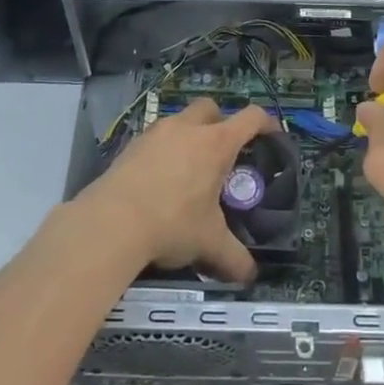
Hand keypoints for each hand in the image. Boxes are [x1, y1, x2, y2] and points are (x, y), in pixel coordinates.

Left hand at [86, 98, 273, 282]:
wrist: (111, 222)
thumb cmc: (172, 224)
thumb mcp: (209, 243)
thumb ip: (234, 258)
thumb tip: (250, 276)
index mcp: (216, 144)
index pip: (250, 118)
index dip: (266, 123)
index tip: (272, 135)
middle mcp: (187, 129)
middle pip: (210, 108)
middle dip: (220, 121)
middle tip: (223, 151)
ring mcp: (155, 133)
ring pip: (180, 120)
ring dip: (189, 135)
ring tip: (189, 169)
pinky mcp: (131, 145)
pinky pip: (155, 138)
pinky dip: (164, 150)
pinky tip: (160, 180)